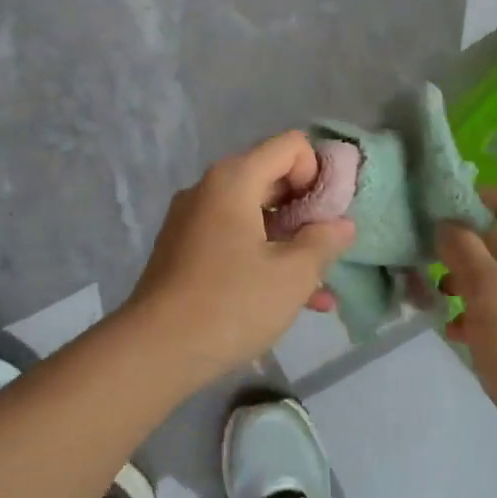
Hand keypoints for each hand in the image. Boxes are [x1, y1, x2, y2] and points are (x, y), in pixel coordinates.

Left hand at [127, 132, 354, 384]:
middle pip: (271, 178)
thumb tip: (341, 224)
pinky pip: (234, 239)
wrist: (155, 351)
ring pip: (254, 215)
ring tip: (320, 284)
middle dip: (307, 210)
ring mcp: (192, 220)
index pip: (291, 146)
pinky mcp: (184, 251)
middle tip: (329, 248)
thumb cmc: (231, 303)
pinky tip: (292, 299)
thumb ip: (324, 242)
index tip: (328, 215)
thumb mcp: (293, 274)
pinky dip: (262, 257)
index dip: (318, 173)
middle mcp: (209, 189)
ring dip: (290, 242)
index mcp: (233, 179)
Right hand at [437, 187, 496, 461]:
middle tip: (431, 264)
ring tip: (436, 298)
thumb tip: (447, 225)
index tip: (439, 216)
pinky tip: (452, 331)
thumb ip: (466, 252)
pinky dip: (481, 314)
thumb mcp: (493, 298)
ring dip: (470, 283)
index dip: (479, 200)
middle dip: (469, 249)